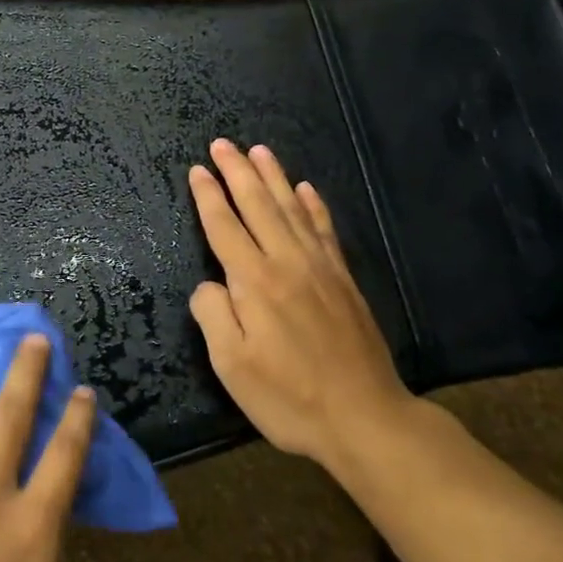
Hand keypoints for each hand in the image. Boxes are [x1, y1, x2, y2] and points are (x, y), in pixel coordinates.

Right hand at [188, 139, 412, 472]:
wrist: (365, 418)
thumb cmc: (289, 397)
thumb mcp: (232, 366)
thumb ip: (213, 314)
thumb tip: (211, 284)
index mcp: (255, 281)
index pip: (224, 226)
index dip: (208, 196)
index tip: (197, 169)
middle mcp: (287, 262)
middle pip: (258, 205)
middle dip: (237, 171)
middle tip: (222, 143)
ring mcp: (320, 268)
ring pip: (291, 208)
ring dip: (273, 177)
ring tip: (259, 150)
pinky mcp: (343, 280)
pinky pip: (325, 230)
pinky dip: (313, 205)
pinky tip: (306, 189)